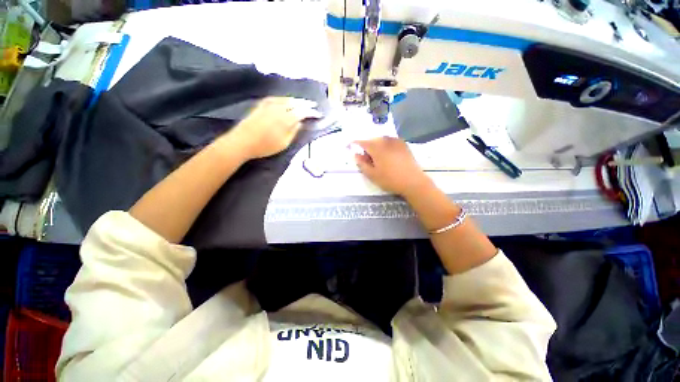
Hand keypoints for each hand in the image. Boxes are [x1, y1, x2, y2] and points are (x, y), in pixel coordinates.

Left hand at [225, 97, 321, 159]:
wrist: (242, 142)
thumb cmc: (265, 146)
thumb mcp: (283, 144)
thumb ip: (293, 132)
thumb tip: (300, 122)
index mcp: (286, 119)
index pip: (302, 112)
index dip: (311, 112)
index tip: (318, 114)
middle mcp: (279, 108)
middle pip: (295, 103)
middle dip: (305, 103)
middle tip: (313, 104)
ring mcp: (269, 105)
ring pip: (286, 99)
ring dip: (296, 100)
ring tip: (302, 102)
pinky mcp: (261, 105)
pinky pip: (276, 98)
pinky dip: (284, 98)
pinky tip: (285, 100)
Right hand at [354, 137, 430, 197]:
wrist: (413, 181)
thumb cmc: (390, 179)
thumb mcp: (372, 175)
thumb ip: (362, 164)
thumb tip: (356, 155)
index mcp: (376, 147)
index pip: (361, 142)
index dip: (353, 144)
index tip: (348, 147)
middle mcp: (385, 140)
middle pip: (371, 140)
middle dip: (366, 147)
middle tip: (365, 158)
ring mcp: (396, 141)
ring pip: (381, 140)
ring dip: (376, 146)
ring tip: (376, 157)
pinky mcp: (404, 144)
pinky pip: (390, 142)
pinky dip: (385, 146)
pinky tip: (387, 155)